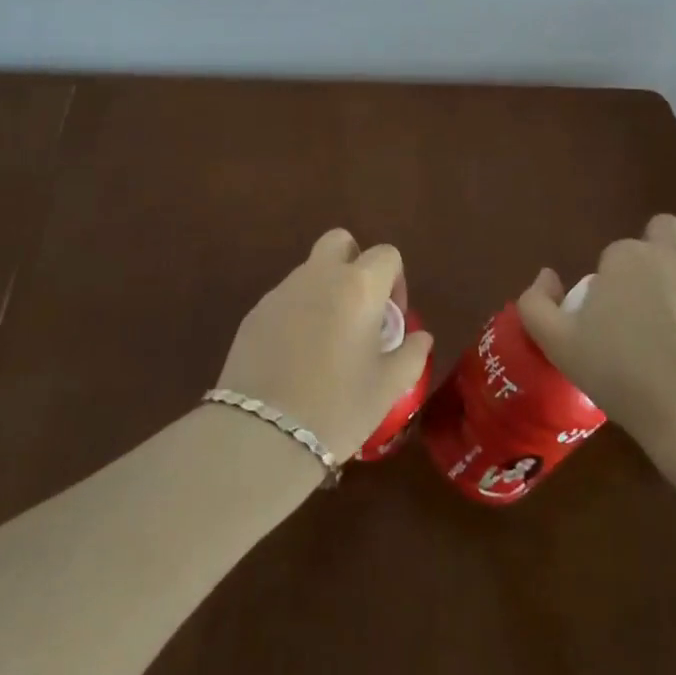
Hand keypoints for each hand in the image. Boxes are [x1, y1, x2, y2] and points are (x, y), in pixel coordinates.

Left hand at [216, 229, 434, 459]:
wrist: (263, 432)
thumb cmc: (338, 406)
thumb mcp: (388, 386)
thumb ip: (412, 354)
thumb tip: (421, 337)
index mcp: (358, 286)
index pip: (386, 255)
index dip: (395, 280)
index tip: (391, 319)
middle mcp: (318, 276)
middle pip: (340, 242)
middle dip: (354, 263)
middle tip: (360, 309)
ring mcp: (281, 291)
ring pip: (310, 271)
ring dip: (325, 291)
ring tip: (327, 341)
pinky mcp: (254, 313)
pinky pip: (285, 299)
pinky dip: (297, 313)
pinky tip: (296, 357)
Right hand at [518, 215, 675, 448]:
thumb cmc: (625, 376)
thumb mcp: (559, 346)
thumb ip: (538, 304)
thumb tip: (546, 276)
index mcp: (625, 257)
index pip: (617, 255)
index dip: (617, 284)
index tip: (620, 320)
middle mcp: (673, 248)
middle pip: (665, 231)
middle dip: (661, 255)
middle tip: (659, 302)